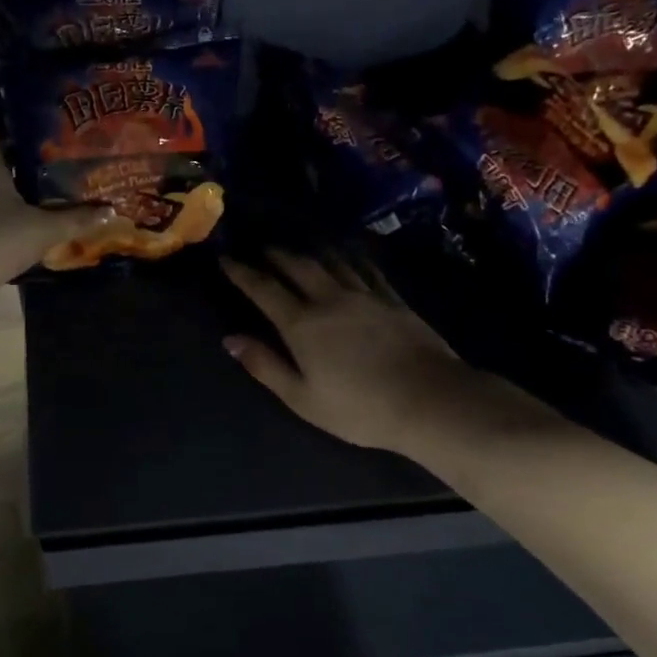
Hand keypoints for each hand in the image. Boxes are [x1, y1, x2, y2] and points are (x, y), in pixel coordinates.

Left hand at [0, 149, 113, 292]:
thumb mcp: (45, 230)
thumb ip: (77, 219)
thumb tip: (110, 212)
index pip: (18, 146)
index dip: (44, 153)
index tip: (67, 163)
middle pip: (8, 173)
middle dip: (34, 183)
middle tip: (64, 191)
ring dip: (16, 206)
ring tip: (46, 215)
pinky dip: (0, 224)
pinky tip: (19, 238)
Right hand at [219, 251, 479, 456]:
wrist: (430, 401)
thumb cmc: (359, 409)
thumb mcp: (302, 398)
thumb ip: (265, 366)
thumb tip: (231, 339)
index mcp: (302, 324)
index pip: (263, 288)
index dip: (242, 272)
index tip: (225, 258)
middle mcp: (330, 299)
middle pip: (297, 265)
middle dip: (274, 254)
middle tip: (260, 248)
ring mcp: (365, 295)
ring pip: (331, 260)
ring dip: (309, 250)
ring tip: (298, 247)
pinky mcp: (393, 299)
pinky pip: (366, 268)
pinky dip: (350, 257)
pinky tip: (347, 254)